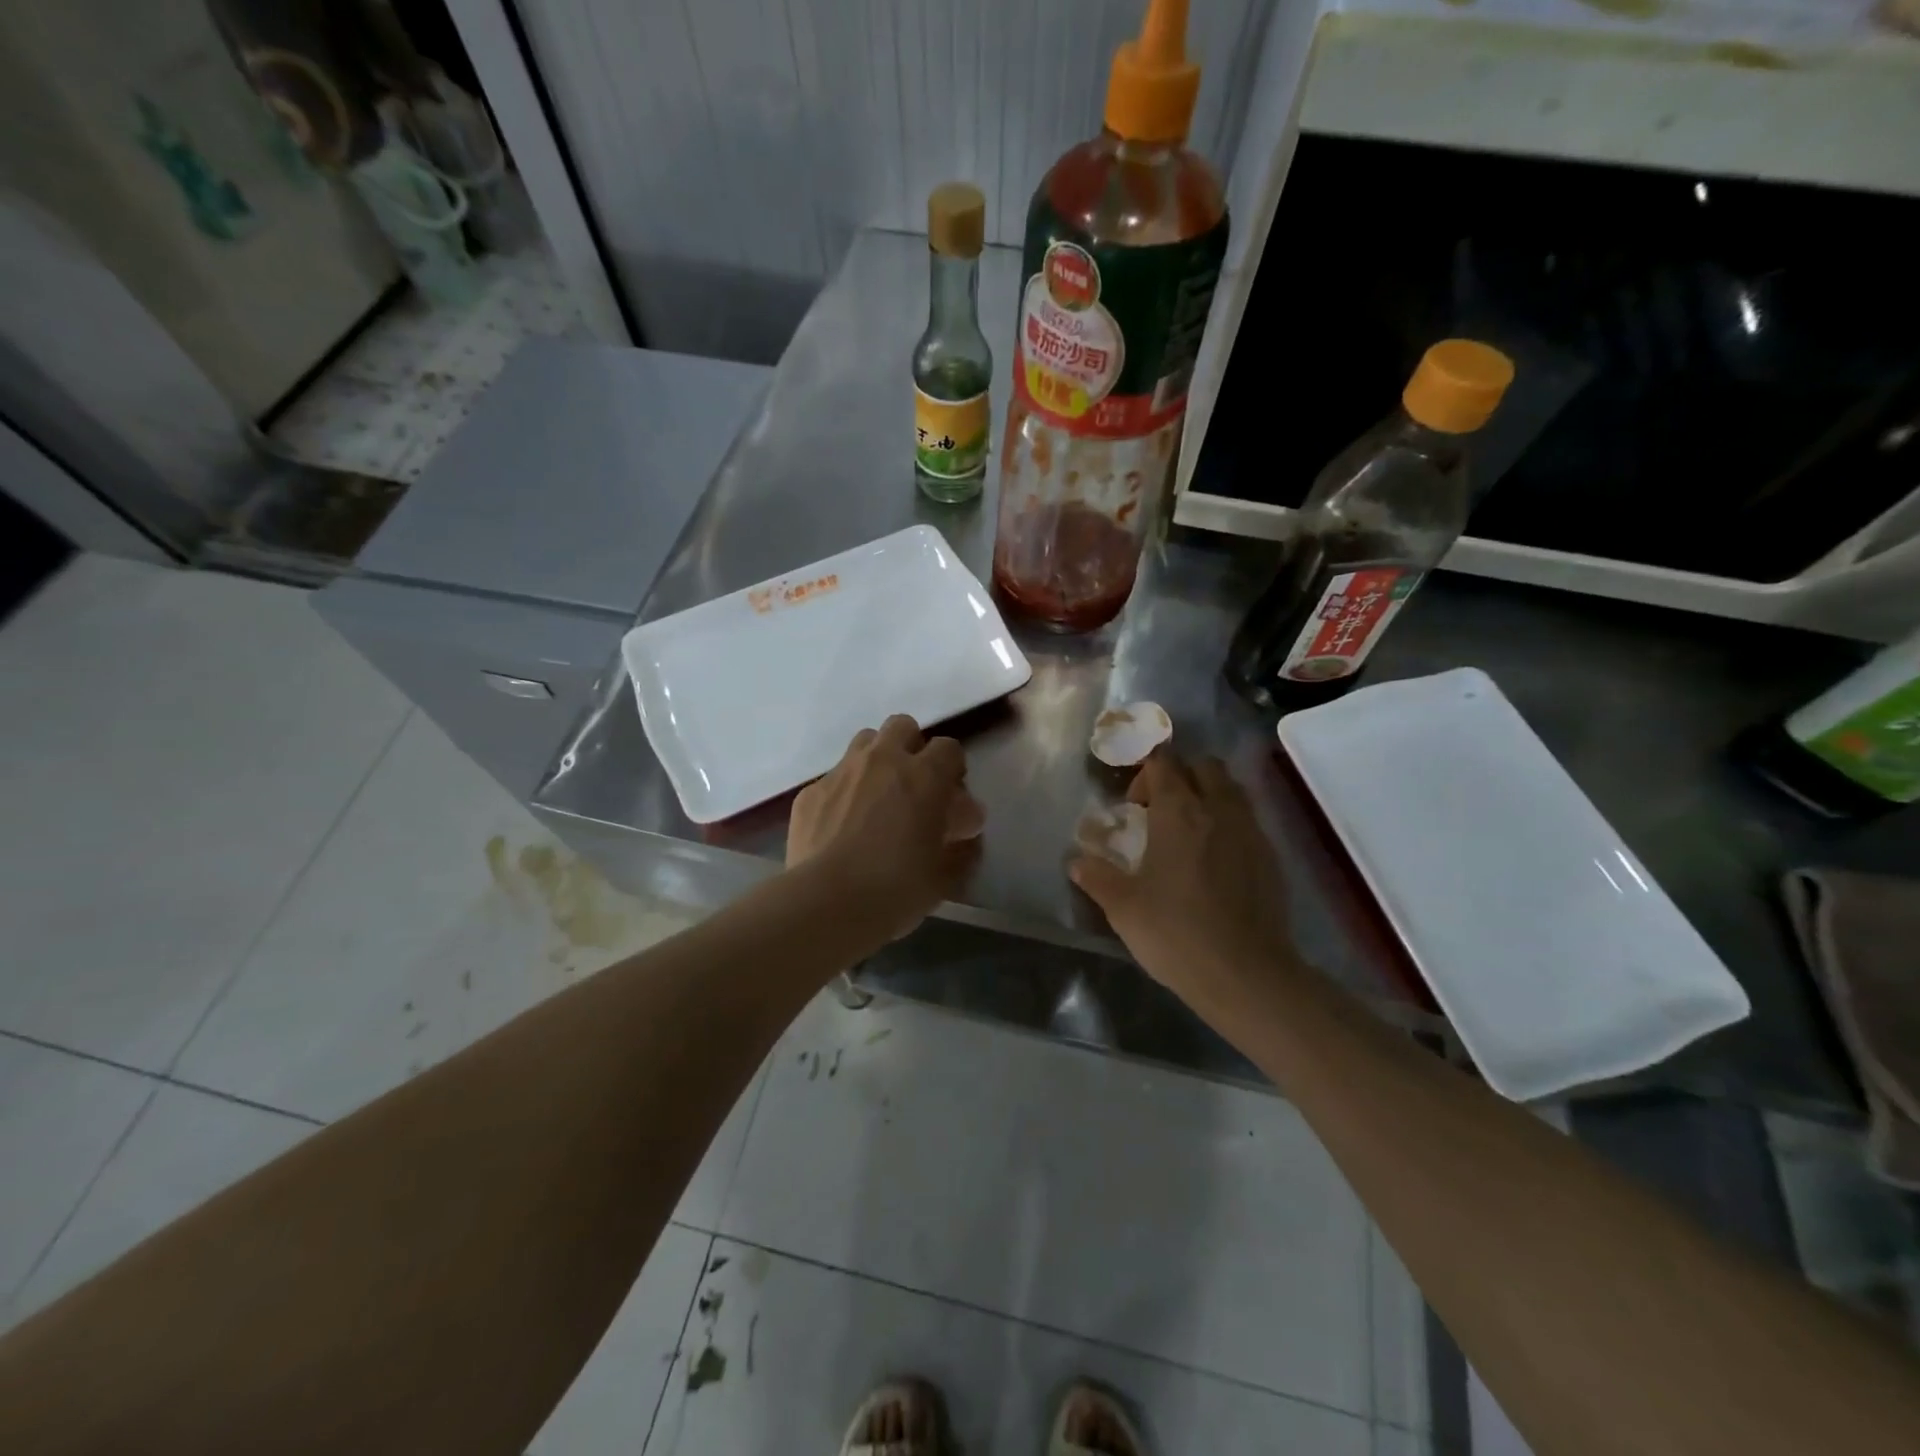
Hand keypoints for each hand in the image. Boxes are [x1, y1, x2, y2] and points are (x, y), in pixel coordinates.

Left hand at [788, 715, 984, 937]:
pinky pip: (833, 778)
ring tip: (877, 797)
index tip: (951, 798)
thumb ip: (961, 846)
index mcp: (924, 777)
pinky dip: (844, 792)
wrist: (826, 904)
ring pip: (865, 742)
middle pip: (903, 726)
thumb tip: (965, 831)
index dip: (952, 770)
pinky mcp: (810, 792)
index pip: (949, 748)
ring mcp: (842, 772)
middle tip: (913, 787)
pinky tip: (841, 825)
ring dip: (877, 760)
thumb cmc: (896, 889)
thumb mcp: (944, 875)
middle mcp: (883, 761)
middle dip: (912, 748)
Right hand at [1068, 751, 1295, 1016]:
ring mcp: (1250, 831)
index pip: (1164, 763)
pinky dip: (1228, 823)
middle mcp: (1218, 809)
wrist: (1247, 975)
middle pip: (1204, 766)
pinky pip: (1248, 820)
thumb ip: (1098, 877)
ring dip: (1208, 795)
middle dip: (1181, 775)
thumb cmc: (1176, 933)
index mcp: (1178, 812)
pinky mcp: (1271, 857)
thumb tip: (1076, 861)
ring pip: (1231, 789)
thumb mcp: (1123, 907)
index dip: (1146, 771)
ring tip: (1188, 831)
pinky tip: (1214, 860)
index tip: (1132, 802)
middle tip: (1160, 810)